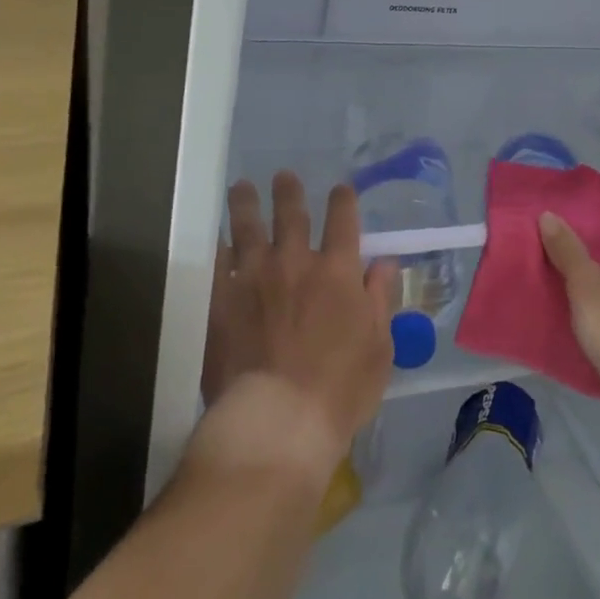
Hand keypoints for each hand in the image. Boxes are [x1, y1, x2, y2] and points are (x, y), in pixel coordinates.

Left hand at [194, 172, 396, 483]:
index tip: (341, 189)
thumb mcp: (380, 346)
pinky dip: (217, 250)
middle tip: (283, 176)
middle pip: (291, 215)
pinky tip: (215, 241)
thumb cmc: (340, 389)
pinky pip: (215, 267)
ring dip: (246, 205)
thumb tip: (384, 262)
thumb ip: (381, 298)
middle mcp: (294, 263)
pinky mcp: (220, 304)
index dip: (343, 200)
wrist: (277, 423)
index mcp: (337, 270)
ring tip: (242, 187)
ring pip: (248, 229)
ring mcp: (252, 279)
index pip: (343, 220)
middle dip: (289, 192)